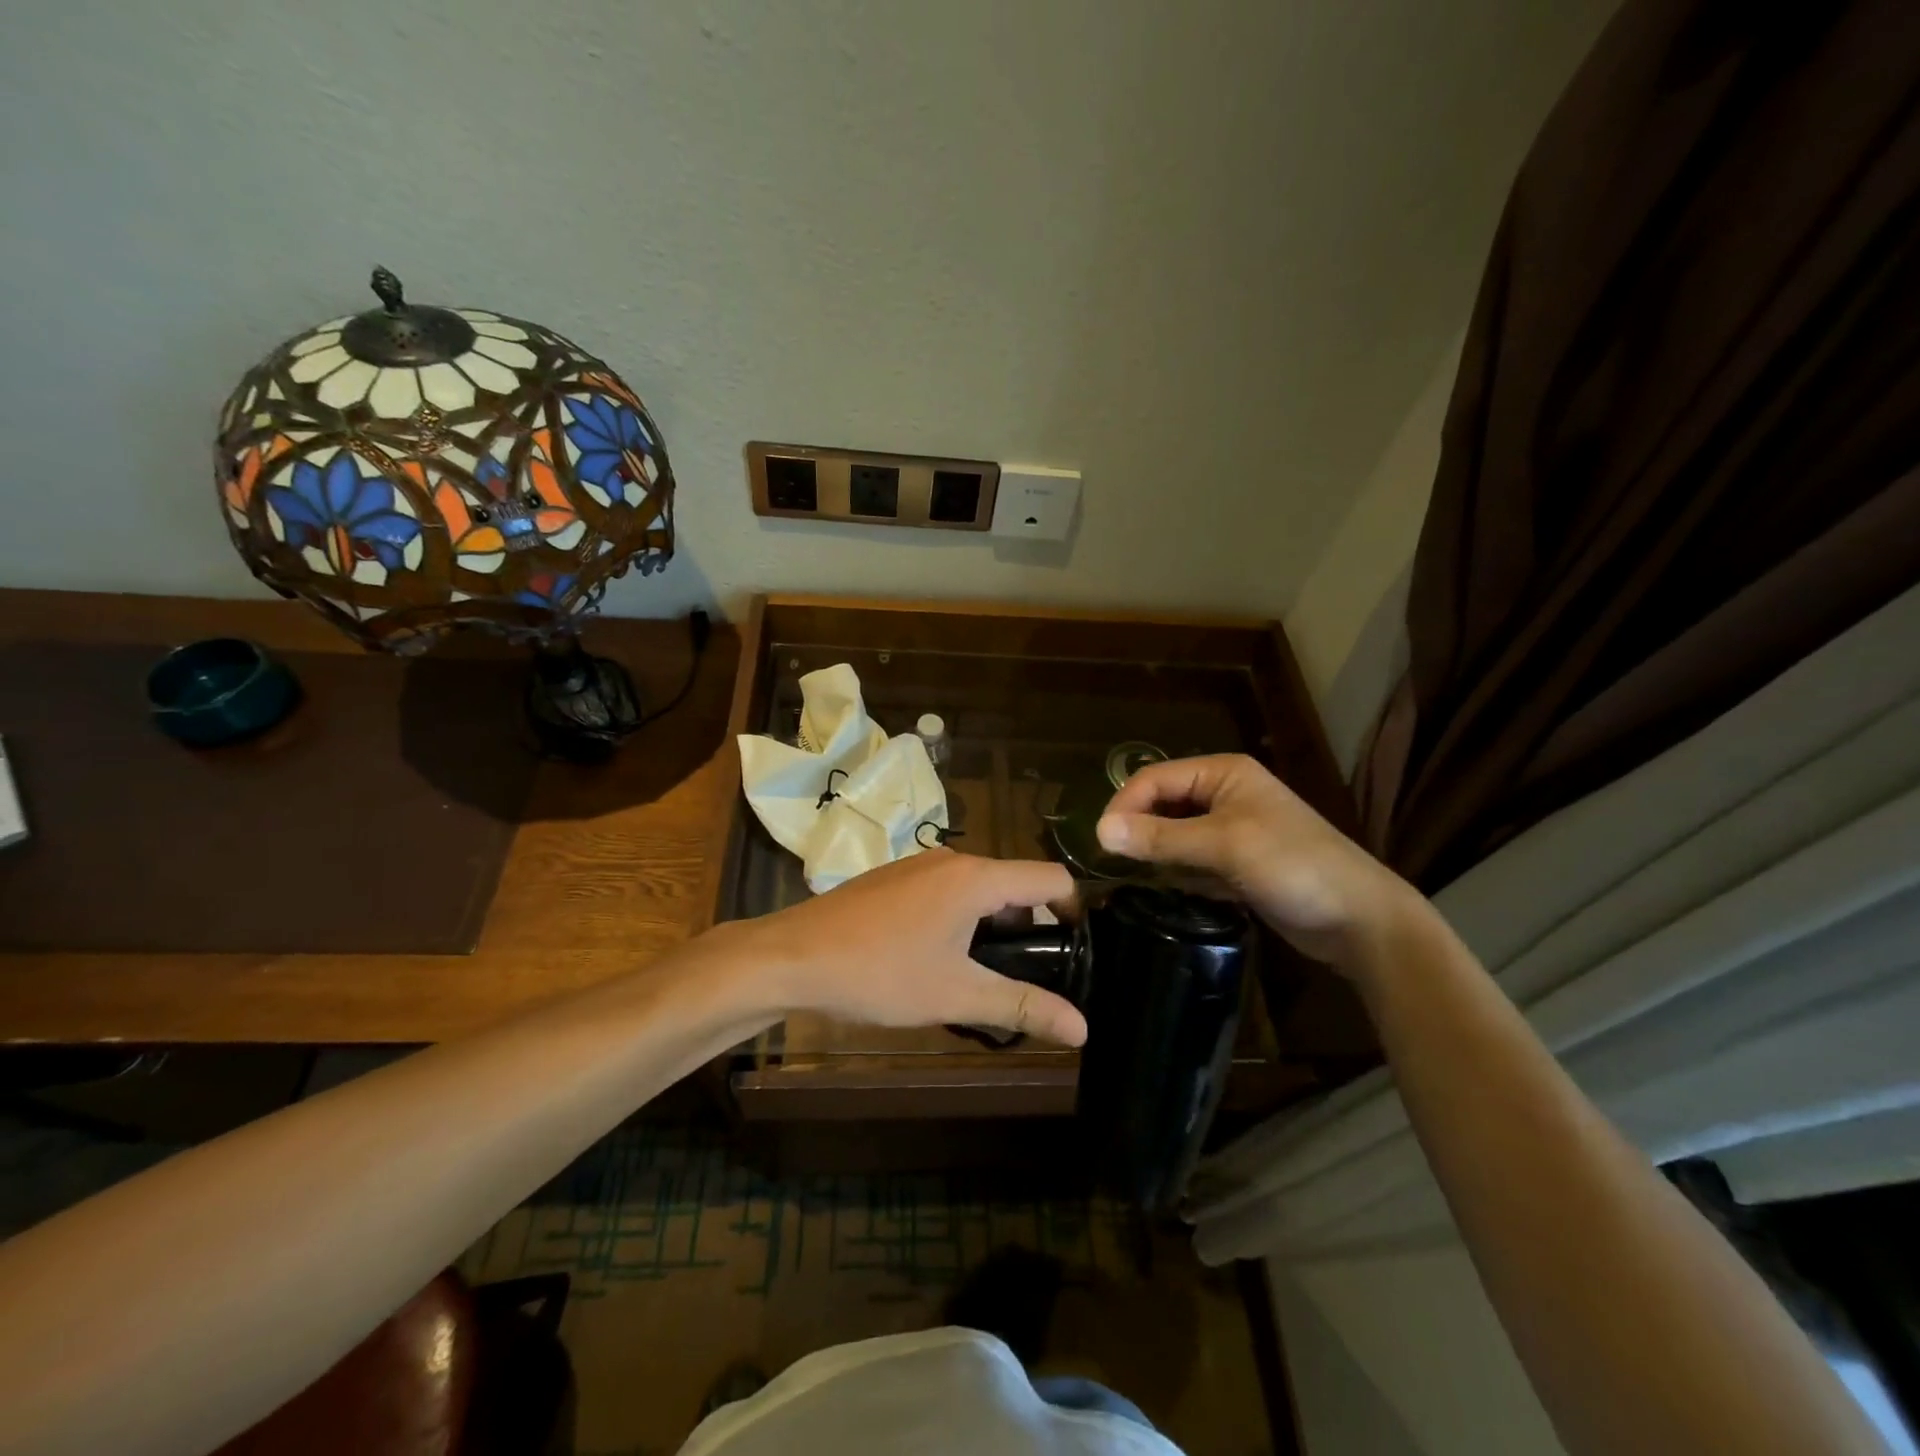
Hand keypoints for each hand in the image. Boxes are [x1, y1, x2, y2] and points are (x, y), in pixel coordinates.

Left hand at [725, 850, 1086, 1045]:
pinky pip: (947, 891)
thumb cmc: (880, 973)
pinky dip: (961, 919)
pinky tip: (938, 961)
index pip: (1050, 878)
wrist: (792, 957)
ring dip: (992, 927)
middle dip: (1029, 928)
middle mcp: (952, 859)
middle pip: (1015, 884)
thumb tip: (1083, 1028)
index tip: (1075, 953)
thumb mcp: (956, 993)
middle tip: (1025, 978)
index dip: (1074, 912)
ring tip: (981, 977)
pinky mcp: (895, 879)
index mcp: (976, 877)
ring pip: (979, 889)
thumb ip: (1023, 1006)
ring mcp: (919, 866)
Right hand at [1096, 754, 1428, 971]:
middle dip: (1141, 831)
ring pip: (1174, 835)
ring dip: (1159, 855)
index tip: (1102, 844)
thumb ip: (1160, 838)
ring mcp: (1232, 830)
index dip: (1125, 806)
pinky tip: (1180, 891)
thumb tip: (1100, 831)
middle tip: (1117, 865)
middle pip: (1162, 805)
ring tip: (1144, 880)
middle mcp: (1224, 794)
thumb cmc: (1293, 866)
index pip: (1154, 778)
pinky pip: (1192, 860)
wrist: (1359, 919)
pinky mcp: (1237, 863)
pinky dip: (1181, 874)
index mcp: (1222, 774)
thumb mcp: (1223, 846)